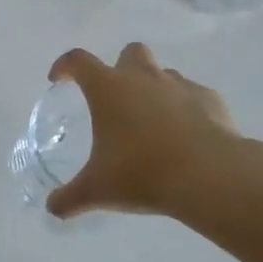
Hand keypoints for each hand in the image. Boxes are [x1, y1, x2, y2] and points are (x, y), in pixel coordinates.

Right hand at [46, 43, 247, 220]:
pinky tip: (187, 136)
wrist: (209, 175)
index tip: (59, 79)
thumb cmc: (142, 173)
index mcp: (109, 88)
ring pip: (163, 73)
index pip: (78, 60)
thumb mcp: (98, 190)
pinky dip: (186, 108)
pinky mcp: (210, 99)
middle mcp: (142, 77)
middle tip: (117, 98)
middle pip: (130, 52)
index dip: (65, 66)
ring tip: (153, 123)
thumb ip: (70, 197)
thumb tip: (52, 209)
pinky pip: (193, 95)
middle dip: (121, 68)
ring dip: (154, 89)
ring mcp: (179, 85)